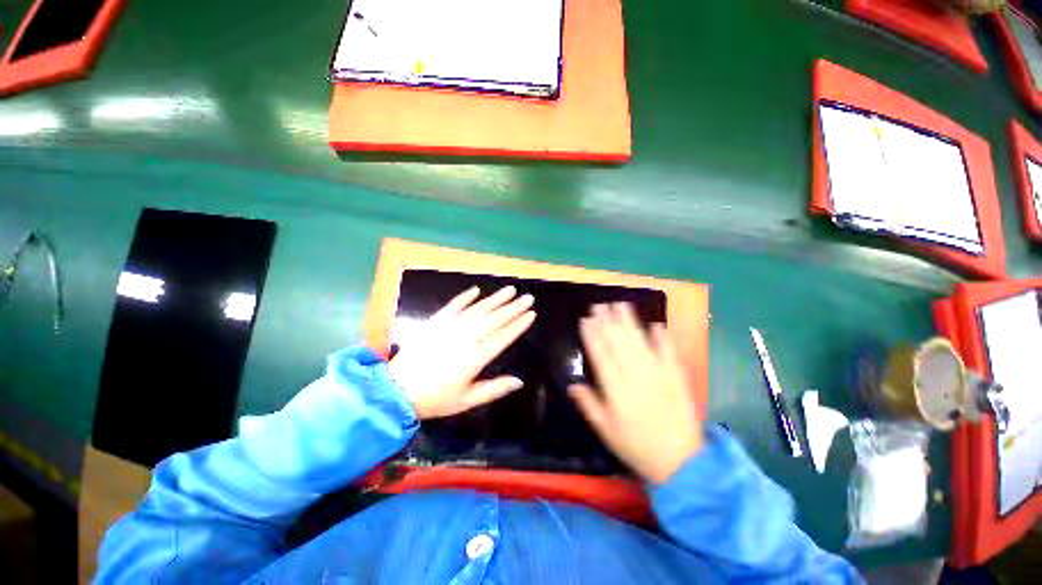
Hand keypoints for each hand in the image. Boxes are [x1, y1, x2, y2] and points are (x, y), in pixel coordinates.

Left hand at [388, 286, 535, 418]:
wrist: (397, 391)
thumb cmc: (435, 399)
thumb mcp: (467, 401)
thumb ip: (494, 389)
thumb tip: (520, 381)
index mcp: (475, 358)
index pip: (503, 337)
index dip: (518, 325)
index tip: (531, 313)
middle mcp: (466, 338)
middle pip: (494, 319)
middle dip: (513, 307)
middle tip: (527, 297)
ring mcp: (450, 327)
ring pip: (478, 310)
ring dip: (495, 299)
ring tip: (510, 290)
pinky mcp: (436, 322)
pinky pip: (453, 306)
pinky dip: (465, 297)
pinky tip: (476, 290)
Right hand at [570, 303, 701, 484]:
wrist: (681, 462)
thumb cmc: (636, 446)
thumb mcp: (605, 430)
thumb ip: (588, 404)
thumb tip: (572, 383)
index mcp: (615, 388)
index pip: (600, 354)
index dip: (592, 334)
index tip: (585, 318)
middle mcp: (635, 374)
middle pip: (618, 342)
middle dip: (607, 321)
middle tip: (599, 305)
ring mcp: (658, 372)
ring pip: (639, 341)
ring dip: (629, 321)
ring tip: (620, 304)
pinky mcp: (676, 375)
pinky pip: (668, 351)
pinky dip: (662, 336)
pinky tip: (656, 324)